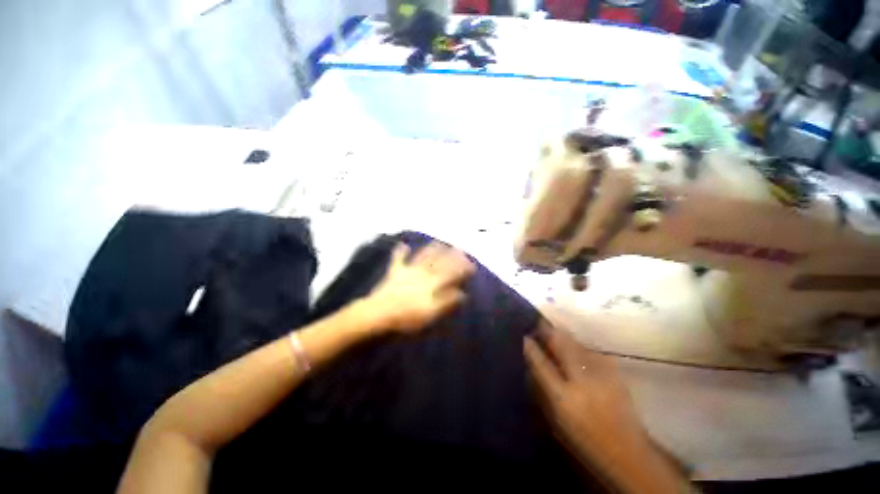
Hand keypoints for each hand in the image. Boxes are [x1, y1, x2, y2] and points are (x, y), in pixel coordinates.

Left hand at [365, 242, 474, 332]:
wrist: (379, 314)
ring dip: (432, 249)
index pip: (451, 273)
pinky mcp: (394, 273)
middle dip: (451, 255)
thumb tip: (462, 293)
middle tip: (460, 248)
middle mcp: (422, 273)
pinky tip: (402, 244)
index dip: (462, 268)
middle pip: (439, 262)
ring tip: (440, 242)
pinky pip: (398, 260)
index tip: (471, 263)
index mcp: (432, 283)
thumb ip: (447, 302)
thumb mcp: (431, 313)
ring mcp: (408, 271)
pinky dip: (400, 252)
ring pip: (423, 256)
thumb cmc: (407, 317)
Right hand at [524, 321, 686, 493]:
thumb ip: (543, 389)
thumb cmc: (584, 438)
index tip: (523, 335)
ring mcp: (601, 374)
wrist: (627, 451)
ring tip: (553, 330)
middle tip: (538, 322)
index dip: (531, 347)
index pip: (541, 364)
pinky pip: (590, 351)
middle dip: (548, 330)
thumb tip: (531, 364)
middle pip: (562, 345)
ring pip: (577, 344)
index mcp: (564, 397)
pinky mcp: (614, 372)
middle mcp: (582, 381)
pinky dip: (579, 345)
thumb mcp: (556, 419)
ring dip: (563, 335)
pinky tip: (575, 345)